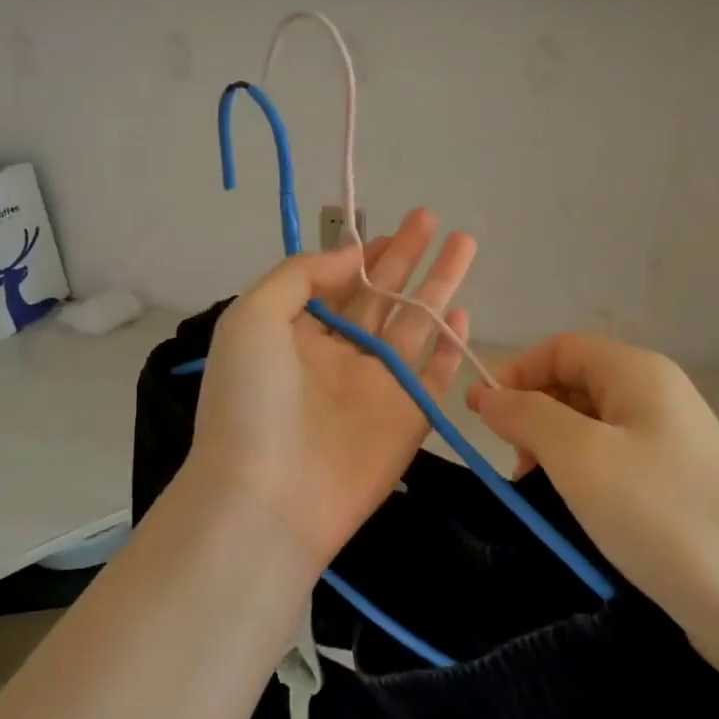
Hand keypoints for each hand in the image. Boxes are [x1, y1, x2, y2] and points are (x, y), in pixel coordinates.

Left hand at [185, 208, 475, 577]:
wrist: (268, 498)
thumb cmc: (252, 400)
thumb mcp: (252, 318)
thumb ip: (300, 276)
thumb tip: (351, 256)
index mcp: (297, 334)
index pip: (339, 284)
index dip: (366, 255)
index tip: (391, 228)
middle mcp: (339, 356)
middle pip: (383, 297)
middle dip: (408, 258)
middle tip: (433, 219)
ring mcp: (376, 388)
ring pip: (416, 326)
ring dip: (439, 287)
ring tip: (465, 244)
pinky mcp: (408, 419)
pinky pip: (436, 375)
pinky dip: (452, 347)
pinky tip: (466, 314)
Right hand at [467, 333, 718, 681]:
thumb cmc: (663, 514)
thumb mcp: (580, 456)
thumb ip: (528, 416)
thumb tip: (489, 394)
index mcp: (637, 373)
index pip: (560, 348)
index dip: (516, 373)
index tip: (481, 416)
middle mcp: (655, 398)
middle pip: (574, 384)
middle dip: (532, 414)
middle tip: (512, 465)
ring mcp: (668, 444)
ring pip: (589, 429)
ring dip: (551, 451)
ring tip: (535, 494)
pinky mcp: (673, 488)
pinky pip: (611, 465)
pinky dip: (580, 480)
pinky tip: (571, 514)